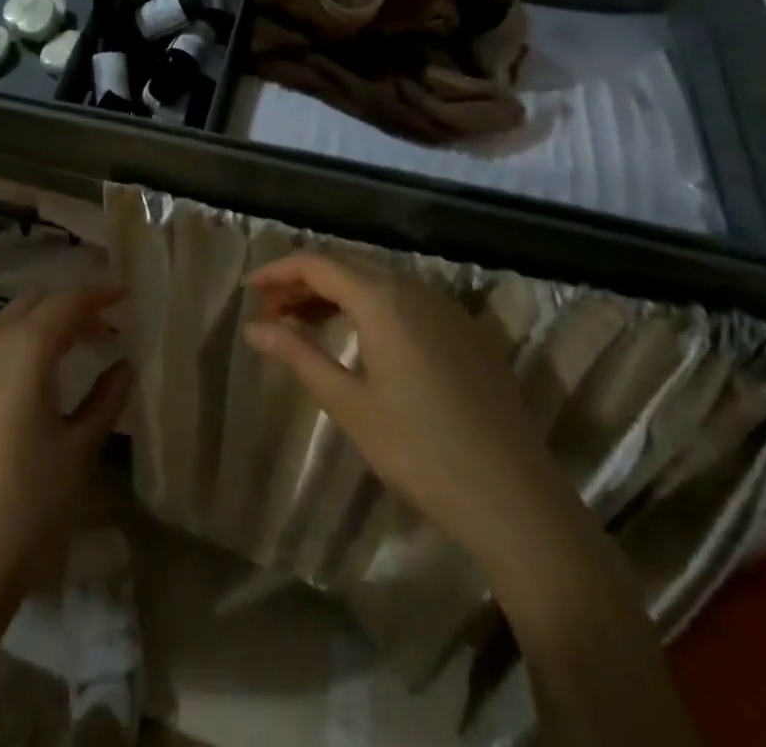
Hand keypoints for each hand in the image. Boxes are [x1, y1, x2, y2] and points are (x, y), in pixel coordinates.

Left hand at [0, 287, 131, 619]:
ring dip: (35, 328)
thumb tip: (124, 365)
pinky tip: (18, 386)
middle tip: (100, 332)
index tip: (124, 297)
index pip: (67, 302)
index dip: (99, 294)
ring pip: (1, 326)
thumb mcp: (78, 452)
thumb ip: (106, 399)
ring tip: (64, 356)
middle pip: (32, 305)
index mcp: (23, 351)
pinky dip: (6, 350)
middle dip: (68, 309)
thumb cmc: (26, 509)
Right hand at [243, 253, 576, 570]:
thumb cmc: (422, 453)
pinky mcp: (468, 333)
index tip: (248, 289)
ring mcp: (447, 309)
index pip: (318, 263)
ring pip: (379, 280)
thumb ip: (299, 355)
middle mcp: (416, 289)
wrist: (517, 501)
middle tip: (270, 310)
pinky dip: (371, 305)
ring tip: (303, 321)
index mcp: (383, 299)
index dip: (278, 271)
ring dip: (336, 292)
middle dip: (303, 281)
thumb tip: (253, 328)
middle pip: (348, 265)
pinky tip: (360, 337)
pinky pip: (407, 300)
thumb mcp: (350, 405)